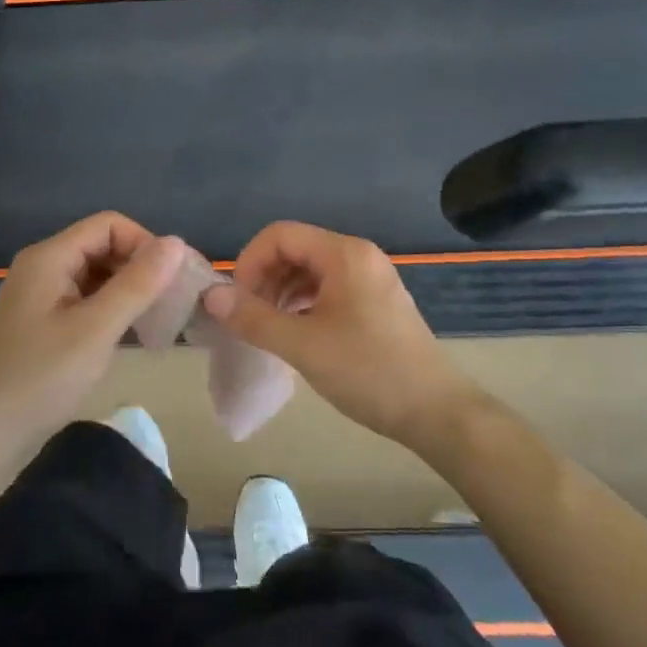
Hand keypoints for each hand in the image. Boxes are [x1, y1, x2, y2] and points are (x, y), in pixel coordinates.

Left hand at [0, 213, 183, 449]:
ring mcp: (43, 295)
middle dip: (140, 267)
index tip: (171, 279)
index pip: (109, 225)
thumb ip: (137, 284)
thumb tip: (177, 242)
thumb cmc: (41, 378)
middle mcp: (44, 267)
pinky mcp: (46, 322)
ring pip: (98, 274)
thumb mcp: (96, 329)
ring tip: (159, 320)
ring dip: (129, 290)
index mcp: (50, 257)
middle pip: (103, 246)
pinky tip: (133, 334)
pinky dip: (113, 309)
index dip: (144, 243)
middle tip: (172, 302)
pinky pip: (88, 299)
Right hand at [201, 221, 482, 451]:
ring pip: (310, 270)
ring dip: (281, 292)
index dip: (249, 262)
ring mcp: (370, 279)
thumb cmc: (368, 371)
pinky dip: (303, 304)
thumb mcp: (302, 345)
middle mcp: (358, 256)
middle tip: (247, 318)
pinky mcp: (375, 302)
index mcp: (344, 254)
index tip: (236, 301)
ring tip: (267, 328)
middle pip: (295, 249)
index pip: (280, 235)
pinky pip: (328, 289)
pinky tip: (295, 333)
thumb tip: (210, 295)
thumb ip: (253, 318)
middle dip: (263, 278)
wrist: (435, 412)